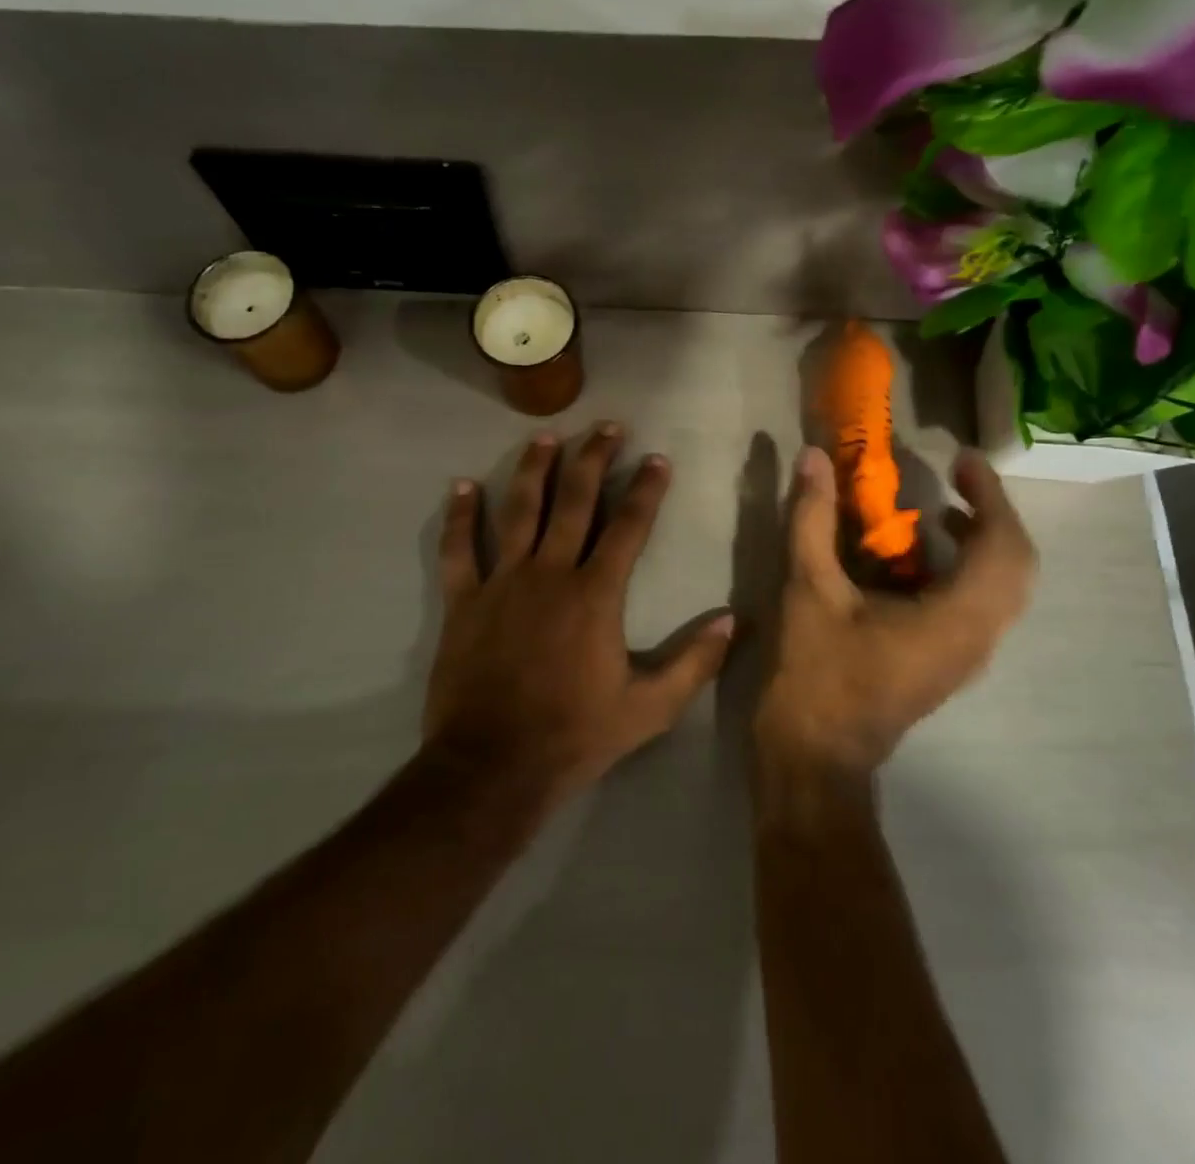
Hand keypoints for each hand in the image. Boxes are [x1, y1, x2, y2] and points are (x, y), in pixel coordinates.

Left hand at [425, 424, 735, 797]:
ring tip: (545, 438)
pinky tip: (461, 486)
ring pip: (519, 512)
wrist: (493, 766)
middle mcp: (550, 574)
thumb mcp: (649, 709)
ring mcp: (502, 583)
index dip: (646, 489)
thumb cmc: (575, 735)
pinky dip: (460, 517)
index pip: (628, 527)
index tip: (657, 459)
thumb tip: (734, 621)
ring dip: (533, 470)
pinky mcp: (464, 602)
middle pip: (575, 501)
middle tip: (607, 427)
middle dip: (594, 459)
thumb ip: (694, 663)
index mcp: (596, 595)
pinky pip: (460, 550)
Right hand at [758, 446, 1035, 777]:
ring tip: (940, 510)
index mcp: (955, 620)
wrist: (815, 758)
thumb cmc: (816, 675)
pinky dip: (963, 569)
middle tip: (957, 480)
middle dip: (992, 515)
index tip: (962, 460)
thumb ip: (812, 519)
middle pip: (1016, 566)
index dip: (991, 496)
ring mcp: (966, 657)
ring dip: (981, 542)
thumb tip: (814, 458)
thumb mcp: (808, 589)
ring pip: (1001, 589)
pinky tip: (917, 558)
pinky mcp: (947, 664)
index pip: (1003, 547)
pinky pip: (978, 606)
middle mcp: (977, 639)